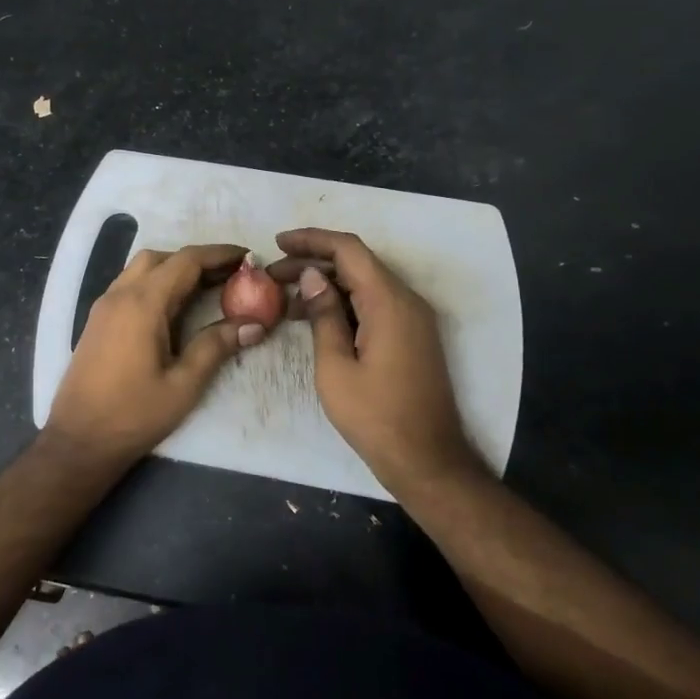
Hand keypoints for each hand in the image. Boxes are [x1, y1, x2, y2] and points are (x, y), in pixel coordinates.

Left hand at [43, 244, 266, 467]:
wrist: (78, 439)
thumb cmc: (133, 414)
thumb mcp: (183, 385)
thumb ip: (216, 347)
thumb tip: (254, 324)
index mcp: (142, 304)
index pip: (185, 261)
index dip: (218, 254)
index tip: (247, 257)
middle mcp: (119, 295)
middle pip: (161, 258)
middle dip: (197, 260)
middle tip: (229, 276)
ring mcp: (104, 306)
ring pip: (141, 268)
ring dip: (174, 270)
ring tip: (206, 289)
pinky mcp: (97, 321)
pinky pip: (129, 285)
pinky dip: (156, 283)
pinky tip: (174, 308)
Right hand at [267, 228, 480, 489]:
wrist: (427, 459)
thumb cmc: (375, 416)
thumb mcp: (335, 367)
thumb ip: (323, 316)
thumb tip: (312, 278)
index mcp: (388, 302)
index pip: (349, 250)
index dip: (312, 240)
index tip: (278, 243)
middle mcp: (406, 301)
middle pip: (357, 264)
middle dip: (313, 263)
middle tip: (272, 276)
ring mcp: (412, 319)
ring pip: (364, 284)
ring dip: (326, 285)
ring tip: (285, 300)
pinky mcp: (411, 336)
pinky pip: (374, 304)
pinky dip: (344, 304)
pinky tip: (314, 319)